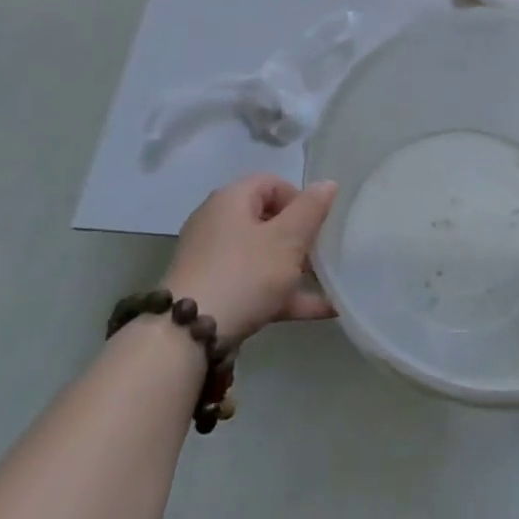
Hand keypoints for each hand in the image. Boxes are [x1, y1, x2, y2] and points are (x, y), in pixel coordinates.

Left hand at [164, 175, 338, 344]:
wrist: (187, 335)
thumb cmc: (245, 273)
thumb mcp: (287, 238)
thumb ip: (311, 209)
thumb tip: (328, 183)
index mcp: (232, 200)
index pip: (272, 183)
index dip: (301, 199)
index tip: (319, 223)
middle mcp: (217, 224)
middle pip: (268, 220)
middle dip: (301, 237)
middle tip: (323, 254)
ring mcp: (213, 260)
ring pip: (264, 256)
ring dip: (298, 269)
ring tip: (330, 283)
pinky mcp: (213, 292)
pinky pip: (256, 285)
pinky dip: (286, 294)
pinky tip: (324, 310)